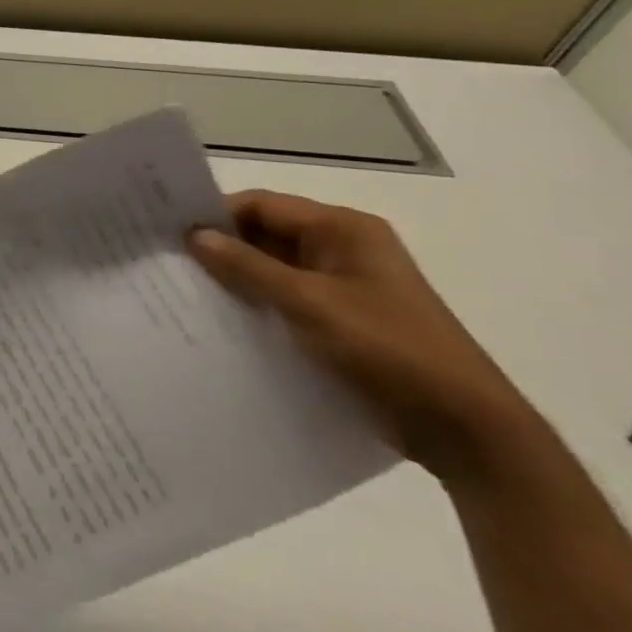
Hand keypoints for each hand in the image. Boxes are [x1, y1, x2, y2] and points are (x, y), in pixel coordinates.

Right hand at [188, 190, 542, 484]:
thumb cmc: (390, 350)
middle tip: (166, 262)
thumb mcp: (311, 304)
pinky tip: (219, 319)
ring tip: (181, 291)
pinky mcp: (340, 318)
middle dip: (219, 247)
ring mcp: (342, 285)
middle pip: (264, 233)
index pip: (261, 205)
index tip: (167, 233)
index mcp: (343, 229)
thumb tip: (195, 236)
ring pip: (271, 268)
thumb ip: (249, 267)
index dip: (214, 214)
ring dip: (234, 278)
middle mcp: (341, 247)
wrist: (465, 427)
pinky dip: (254, 303)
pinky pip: (284, 298)